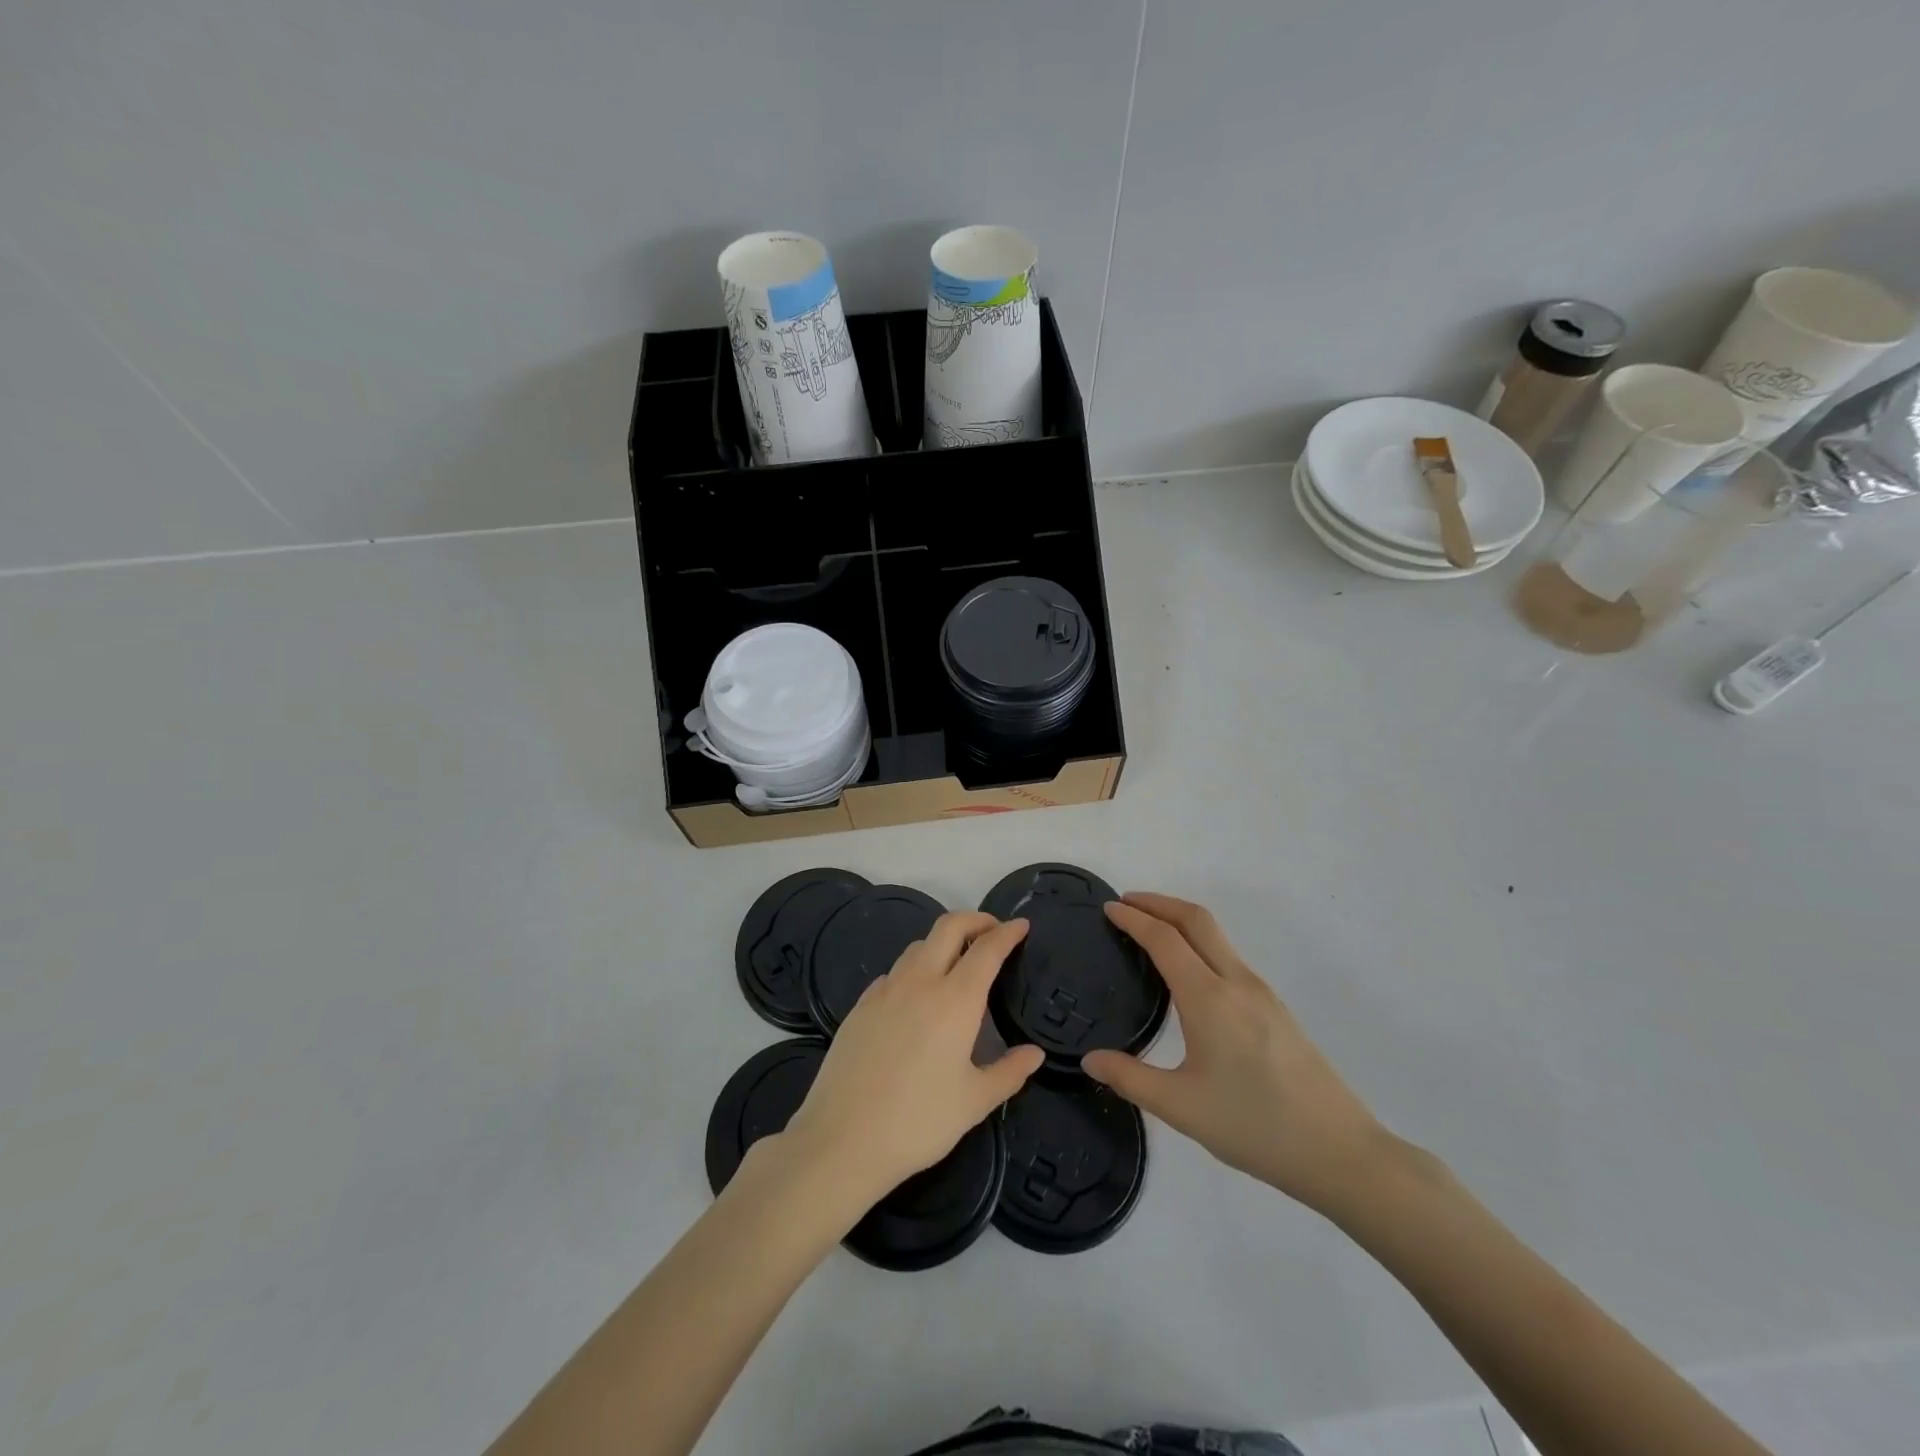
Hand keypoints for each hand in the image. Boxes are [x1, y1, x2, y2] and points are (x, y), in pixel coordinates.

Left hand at [782, 913, 1043, 1212]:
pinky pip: (894, 972)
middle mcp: (920, 981)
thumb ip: (1009, 1072)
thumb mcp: (974, 1102)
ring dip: (943, 942)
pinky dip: (914, 969)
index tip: (1022, 925)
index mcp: (956, 999)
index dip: (1007, 933)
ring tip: (957, 962)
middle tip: (993, 931)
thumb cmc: (918, 1121)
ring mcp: (885, 990)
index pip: (987, 949)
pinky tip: (916, 996)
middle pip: (949, 926)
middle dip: (975, 919)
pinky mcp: (861, 1005)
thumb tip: (1035, 1053)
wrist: (842, 1138)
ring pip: (918, 946)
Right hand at [1083, 893, 1389, 1215]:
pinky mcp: (1276, 1009)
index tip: (1108, 908)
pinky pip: (1229, 958)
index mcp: (1209, 998)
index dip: (1133, 918)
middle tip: (1127, 903)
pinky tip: (1189, 973)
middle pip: (1197, 919)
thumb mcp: (1181, 1108)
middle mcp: (1237, 982)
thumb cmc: (1255, 1127)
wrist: (1341, 1152)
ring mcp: (1262, 993)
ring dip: (1181, 921)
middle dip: (1159, 902)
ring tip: (1151, 932)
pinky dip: (1200, 944)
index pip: (1164, 939)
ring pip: (1217, 936)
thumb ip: (1130, 1079)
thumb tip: (1090, 1059)